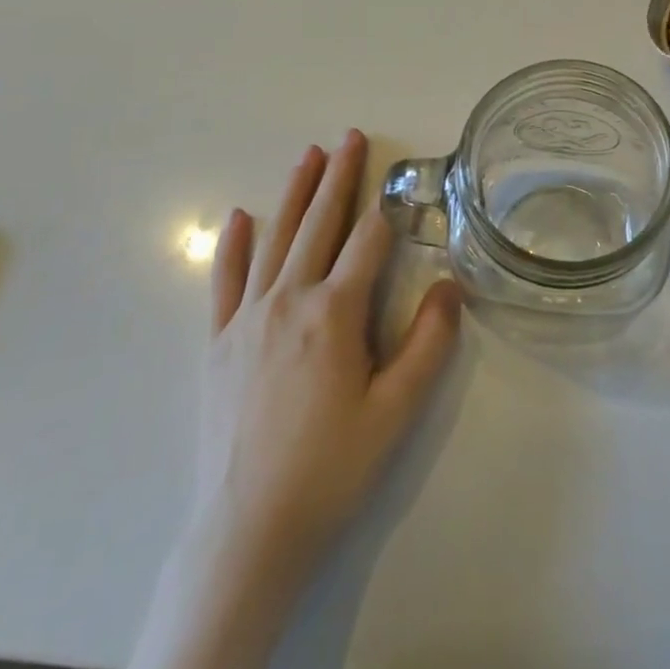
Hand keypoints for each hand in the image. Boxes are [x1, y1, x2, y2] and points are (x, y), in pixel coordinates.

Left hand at [193, 130, 462, 594]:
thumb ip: (428, 343)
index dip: (387, 210)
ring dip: (294, 193)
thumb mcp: (396, 411)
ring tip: (308, 155)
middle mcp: (289, 300)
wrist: (248, 532)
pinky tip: (240, 216)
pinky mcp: (218, 342)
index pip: (368, 243)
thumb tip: (450, 285)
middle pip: (319, 224)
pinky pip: (226, 280)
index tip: (399, 180)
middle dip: (339, 177)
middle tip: (350, 137)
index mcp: (335, 313)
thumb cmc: (331, 469)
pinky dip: (234, 245)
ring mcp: (247, 318)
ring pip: (275, 239)